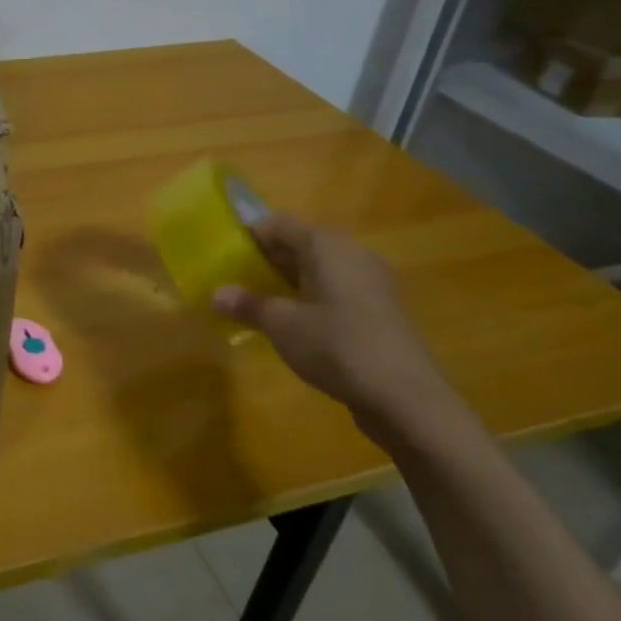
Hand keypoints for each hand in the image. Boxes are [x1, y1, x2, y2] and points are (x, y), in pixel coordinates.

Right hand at [211, 213, 448, 421]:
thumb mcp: (281, 324)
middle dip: (264, 261)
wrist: (404, 396)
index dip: (248, 236)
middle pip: (299, 245)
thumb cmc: (336, 345)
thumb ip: (248, 305)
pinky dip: (308, 299)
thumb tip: (216, 294)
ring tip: (255, 305)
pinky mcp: (377, 310)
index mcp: (326, 246)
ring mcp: (369, 282)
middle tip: (232, 283)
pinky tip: (290, 325)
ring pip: (316, 270)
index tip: (222, 257)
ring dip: (285, 283)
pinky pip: (333, 291)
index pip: (278, 224)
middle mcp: (351, 254)